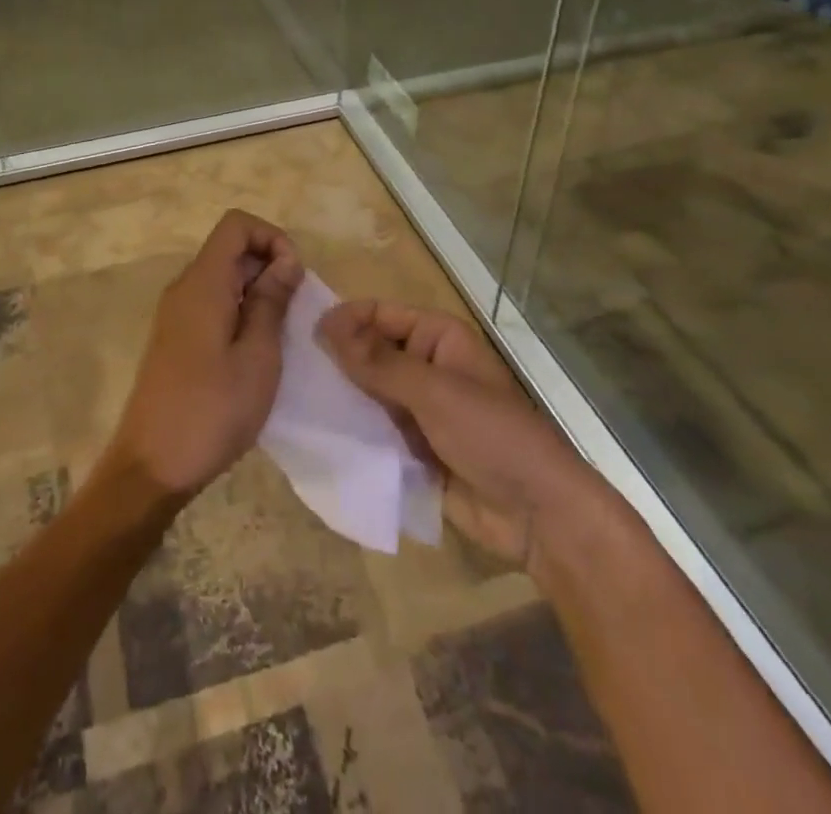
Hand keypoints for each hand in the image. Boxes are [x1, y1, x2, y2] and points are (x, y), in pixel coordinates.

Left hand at [104, 209, 302, 498]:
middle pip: (230, 249)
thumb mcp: (257, 357)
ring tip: (280, 334)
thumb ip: (271, 302)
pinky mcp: (175, 338)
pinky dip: (239, 311)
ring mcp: (176, 313)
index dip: (271, 238)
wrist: (151, 466)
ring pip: (223, 278)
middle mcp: (185, 288)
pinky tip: (255, 351)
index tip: (294, 277)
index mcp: (203, 283)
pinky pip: (212, 303)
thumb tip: (285, 261)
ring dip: (257, 292)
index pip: (236, 224)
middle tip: (295, 311)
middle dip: (269, 266)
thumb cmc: (212, 411)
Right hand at [318, 300, 585, 568]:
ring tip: (295, 400)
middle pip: (370, 352)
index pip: (380, 314)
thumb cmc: (492, 435)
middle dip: (337, 361)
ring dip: (341, 398)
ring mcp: (419, 408)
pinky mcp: (412, 447)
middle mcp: (426, 365)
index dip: (345, 321)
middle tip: (292, 370)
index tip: (305, 335)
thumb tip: (326, 324)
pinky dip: (351, 431)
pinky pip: (374, 430)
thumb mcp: (434, 392)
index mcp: (438, 337)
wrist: (538, 516)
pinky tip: (316, 433)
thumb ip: (378, 361)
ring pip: (368, 393)